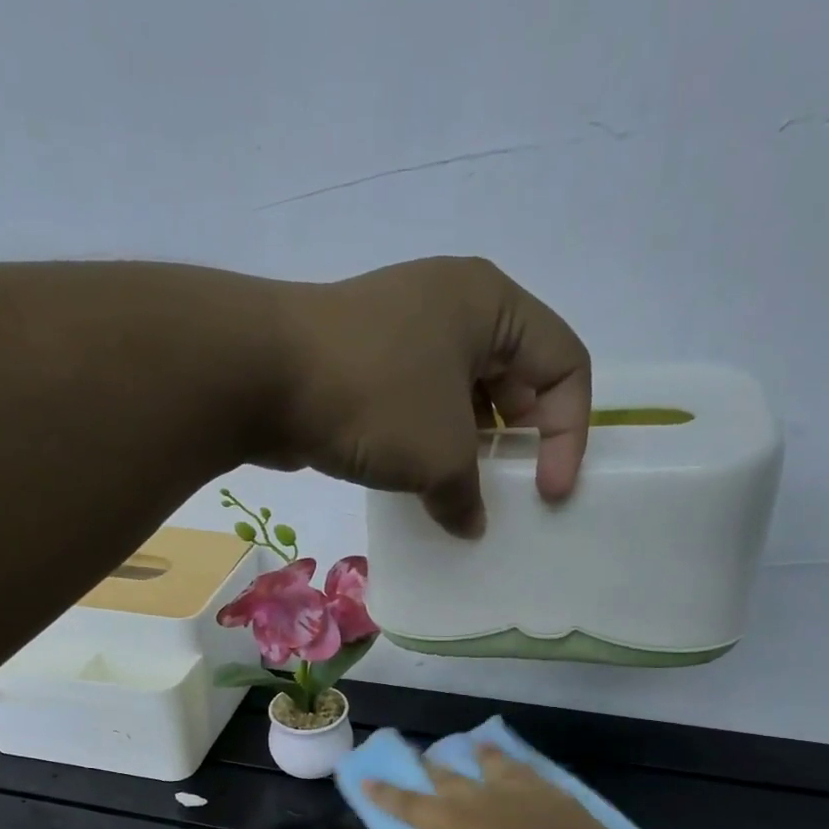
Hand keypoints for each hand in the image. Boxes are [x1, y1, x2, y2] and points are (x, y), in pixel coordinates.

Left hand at [269, 257, 591, 538]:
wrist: (259, 375)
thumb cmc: (373, 398)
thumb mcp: (439, 454)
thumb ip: (467, 496)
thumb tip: (468, 523)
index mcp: (491, 305)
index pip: (565, 363)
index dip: (569, 433)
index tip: (549, 494)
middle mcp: (453, 308)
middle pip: (516, 378)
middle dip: (519, 442)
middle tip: (510, 495)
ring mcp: (403, 333)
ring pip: (462, 397)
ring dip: (471, 451)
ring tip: (465, 499)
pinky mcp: (366, 364)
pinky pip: (418, 407)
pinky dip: (429, 447)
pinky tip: (421, 488)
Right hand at [364, 743, 665, 828]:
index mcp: (464, 824)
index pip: (414, 806)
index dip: (387, 795)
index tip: (365, 779)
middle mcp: (492, 800)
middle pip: (453, 779)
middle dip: (430, 770)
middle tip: (416, 756)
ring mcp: (532, 797)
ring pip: (495, 767)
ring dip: (478, 757)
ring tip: (471, 746)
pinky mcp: (564, 803)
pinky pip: (532, 773)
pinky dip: (517, 764)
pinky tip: (519, 765)